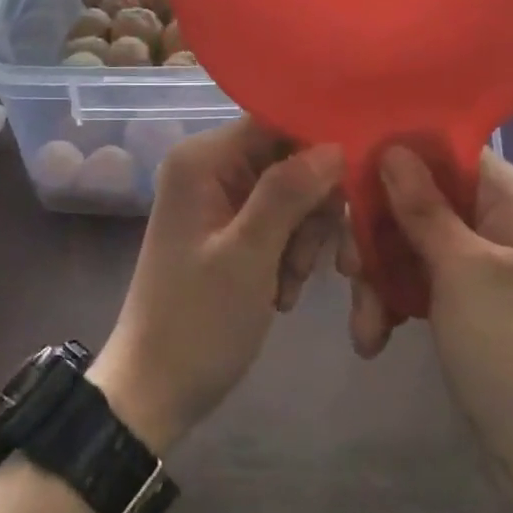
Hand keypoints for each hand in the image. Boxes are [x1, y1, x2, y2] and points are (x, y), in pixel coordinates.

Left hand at [91, 119, 343, 454]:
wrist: (156, 391)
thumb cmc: (198, 322)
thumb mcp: (249, 256)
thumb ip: (289, 192)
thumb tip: (334, 144)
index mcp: (202, 161)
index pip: (274, 121)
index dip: (318, 144)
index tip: (356, 177)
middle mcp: (209, 169)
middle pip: (287, 158)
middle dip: (311, 206)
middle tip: (311, 257)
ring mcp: (219, 201)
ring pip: (290, 193)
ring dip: (303, 237)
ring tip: (289, 284)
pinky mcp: (229, 230)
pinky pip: (278, 222)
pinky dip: (289, 254)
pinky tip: (282, 292)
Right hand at [344, 146, 512, 483]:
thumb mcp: (462, 270)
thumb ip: (423, 206)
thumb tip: (392, 147)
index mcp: (512, 198)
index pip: (445, 151)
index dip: (396, 160)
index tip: (349, 181)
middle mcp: (498, 220)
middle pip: (419, 199)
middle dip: (379, 235)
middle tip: (349, 270)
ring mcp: (481, 264)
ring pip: (410, 242)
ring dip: (379, 278)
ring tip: (365, 324)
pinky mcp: (467, 302)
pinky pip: (418, 281)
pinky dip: (393, 303)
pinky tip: (374, 337)